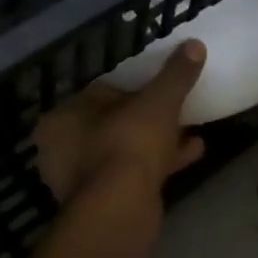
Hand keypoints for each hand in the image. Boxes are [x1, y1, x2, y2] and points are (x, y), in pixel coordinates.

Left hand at [31, 42, 207, 208]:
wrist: (121, 213)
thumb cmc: (128, 143)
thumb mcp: (158, 101)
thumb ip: (175, 74)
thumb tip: (194, 44)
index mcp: (63, 117)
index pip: (101, 92)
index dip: (134, 87)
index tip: (160, 86)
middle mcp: (64, 148)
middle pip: (115, 122)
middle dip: (147, 117)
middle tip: (177, 108)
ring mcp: (82, 180)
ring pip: (126, 149)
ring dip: (158, 141)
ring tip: (192, 129)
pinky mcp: (103, 204)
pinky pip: (134, 173)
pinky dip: (161, 163)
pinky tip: (194, 152)